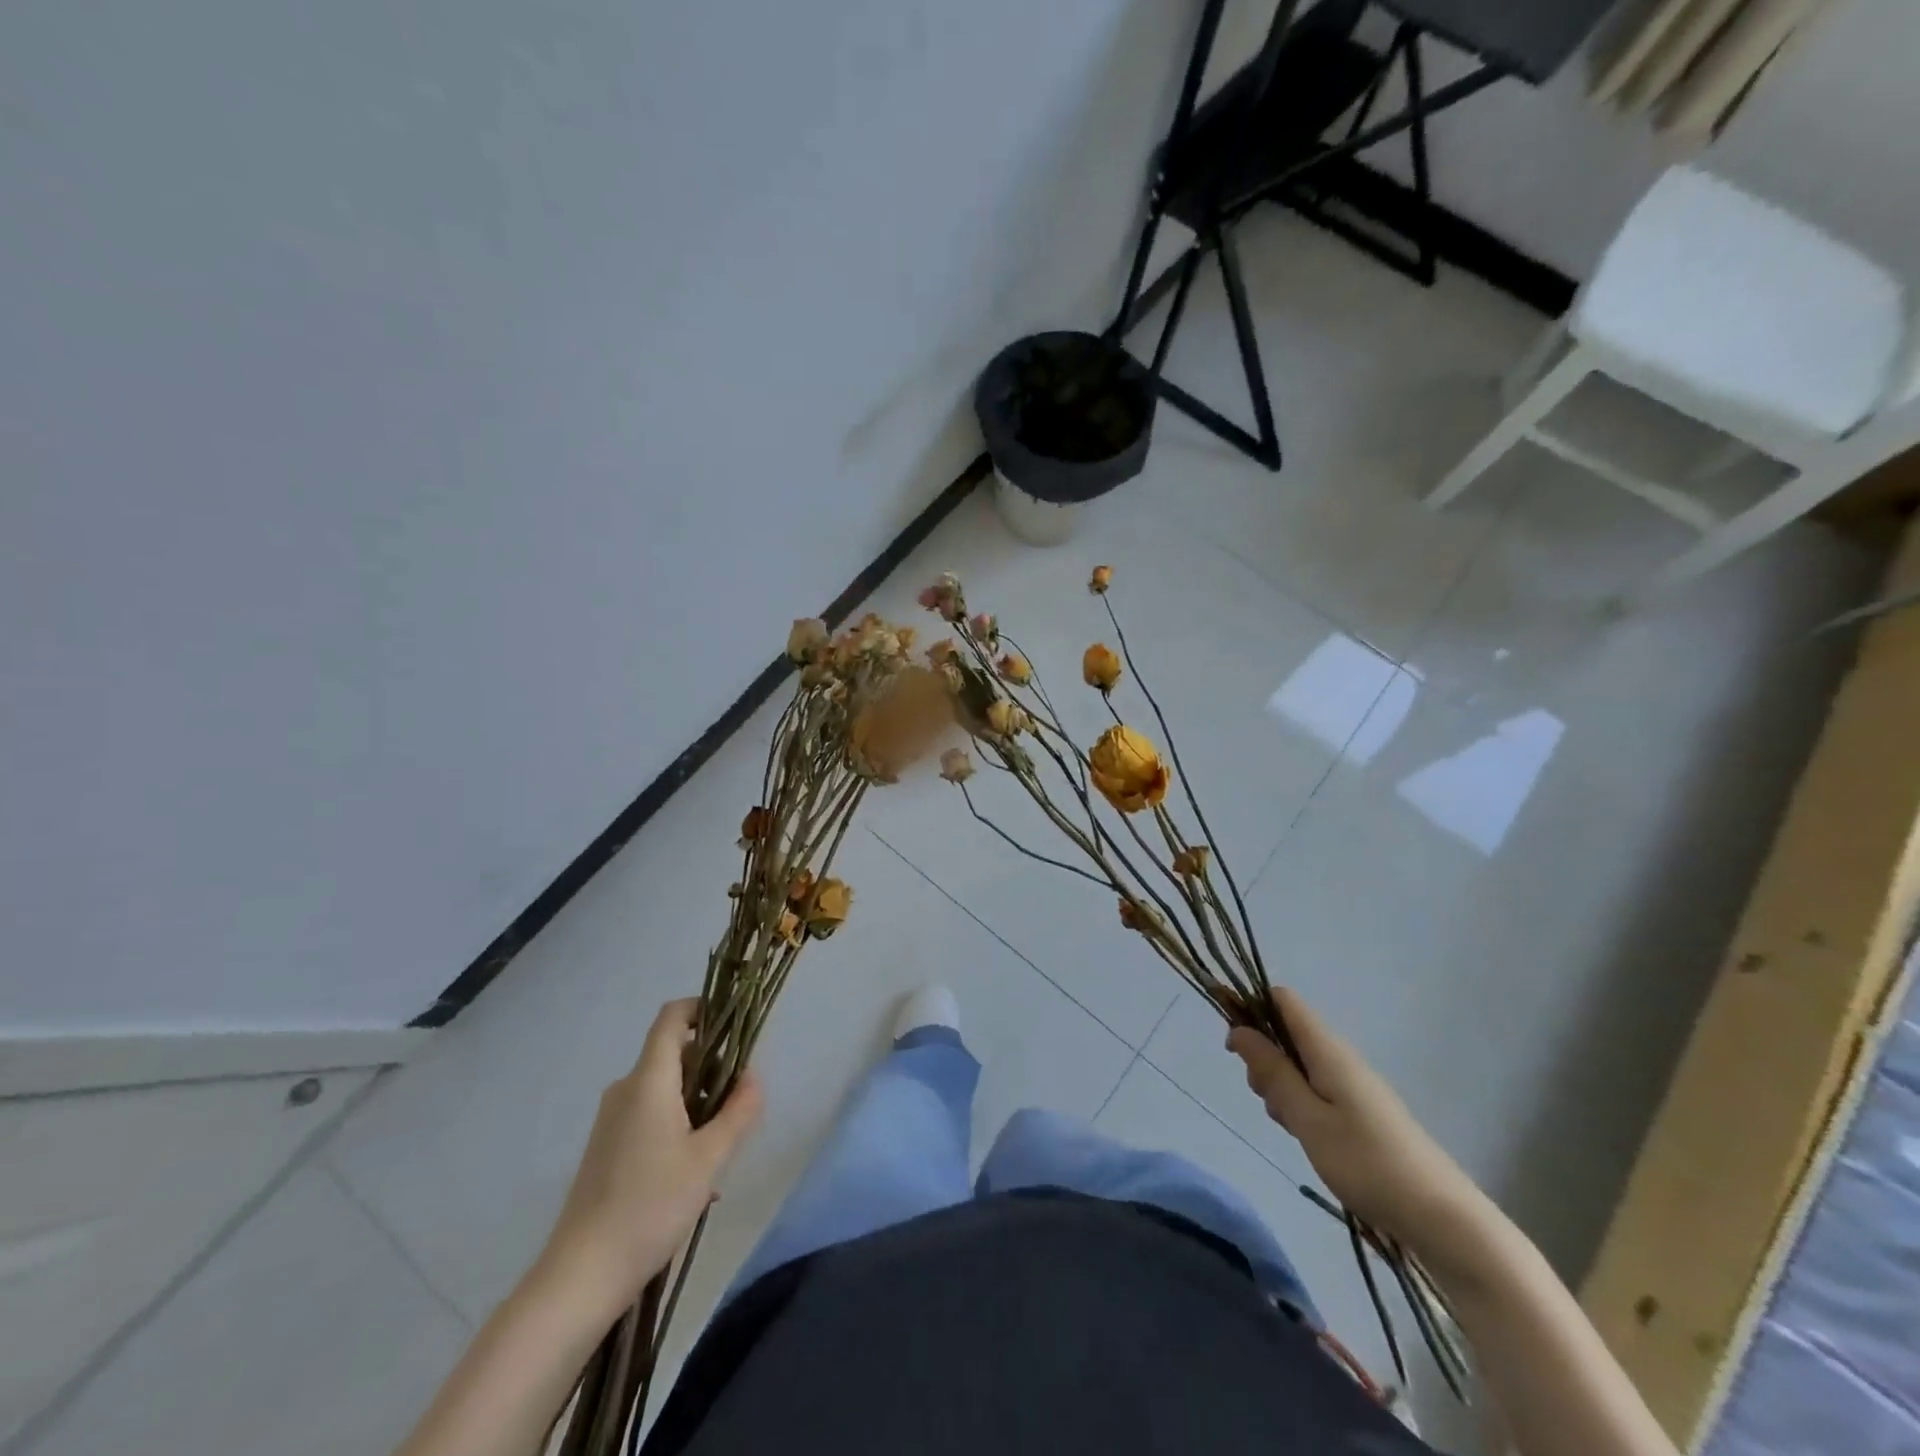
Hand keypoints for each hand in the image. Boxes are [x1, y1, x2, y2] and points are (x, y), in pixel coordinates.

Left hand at [540, 999, 762, 1312]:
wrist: (581, 1276)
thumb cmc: (650, 1205)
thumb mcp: (709, 1158)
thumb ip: (738, 1111)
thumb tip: (753, 1076)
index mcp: (649, 1080)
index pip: (672, 1017)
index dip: (702, 1008)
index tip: (733, 1026)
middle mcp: (625, 1089)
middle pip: (673, 1054)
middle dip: (711, 1067)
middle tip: (738, 1102)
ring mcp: (611, 1120)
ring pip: (663, 1089)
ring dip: (696, 1103)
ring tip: (720, 1148)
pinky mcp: (605, 1147)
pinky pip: (648, 1116)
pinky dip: (676, 1126)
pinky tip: (693, 1175)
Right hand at [1228, 987, 1483, 1256]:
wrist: (1444, 1219)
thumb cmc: (1367, 1163)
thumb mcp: (1307, 1118)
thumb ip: (1272, 1072)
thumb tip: (1238, 1028)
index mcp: (1328, 1050)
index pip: (1283, 1000)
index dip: (1252, 1009)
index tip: (1234, 1047)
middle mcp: (1341, 1057)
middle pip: (1287, 1032)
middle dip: (1264, 1058)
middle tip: (1268, 1102)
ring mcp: (1355, 1084)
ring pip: (1300, 1064)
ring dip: (1281, 1086)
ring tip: (1290, 1128)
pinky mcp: (1363, 1110)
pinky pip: (1318, 1088)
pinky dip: (1302, 1105)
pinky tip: (1308, 1138)